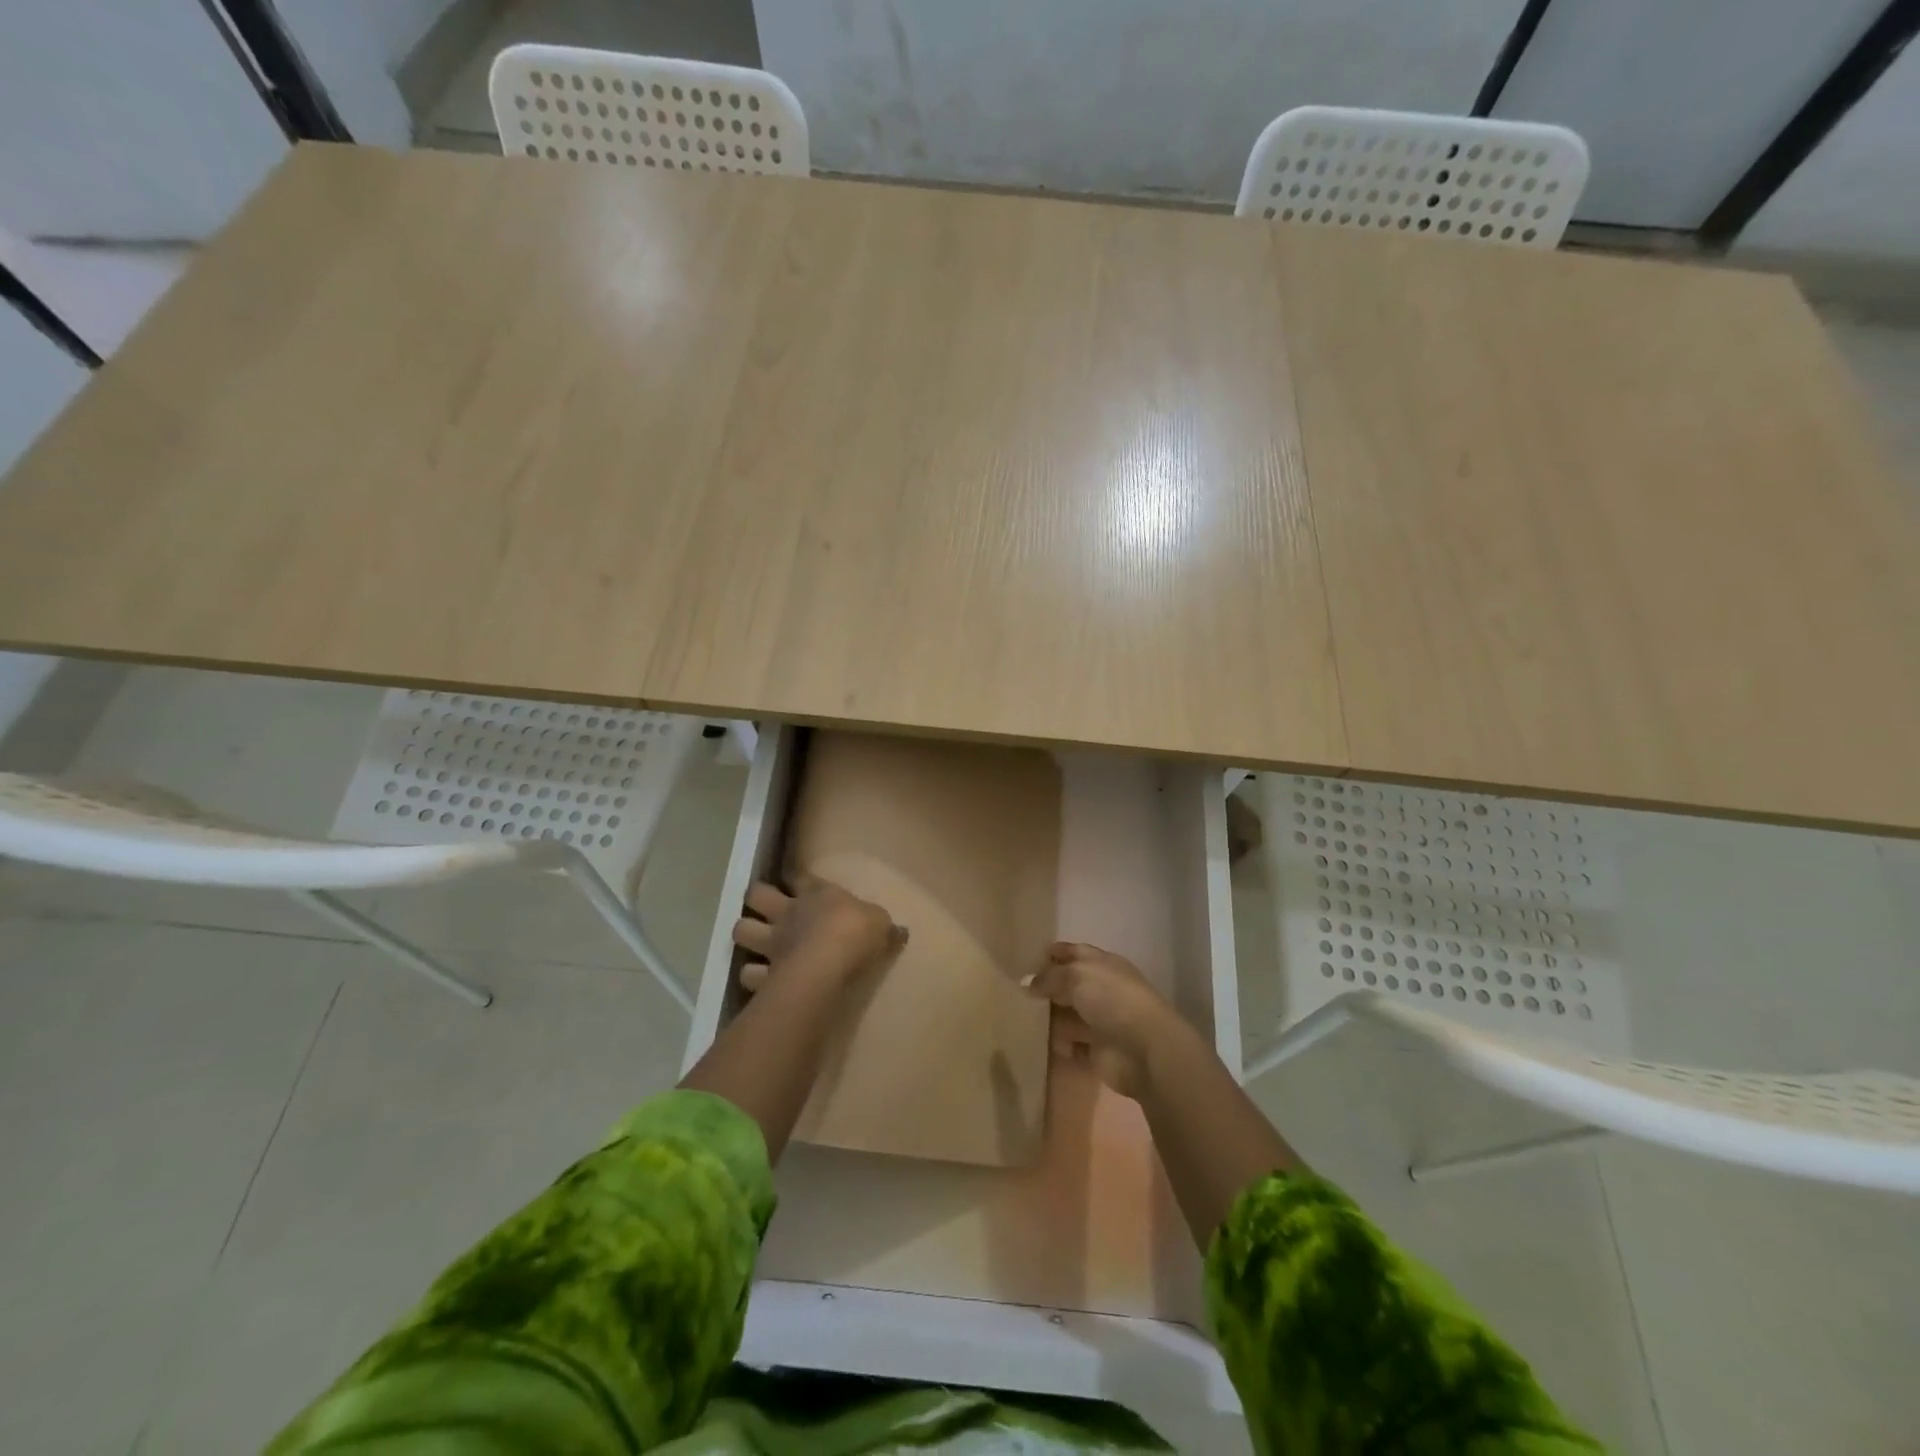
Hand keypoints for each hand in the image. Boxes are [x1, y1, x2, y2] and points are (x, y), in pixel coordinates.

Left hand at [732, 874, 905, 993]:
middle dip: (756, 898)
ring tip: (755, 942)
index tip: (795, 880)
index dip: (795, 877)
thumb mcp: (881, 925)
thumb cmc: (856, 933)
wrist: (828, 964)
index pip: (799, 876)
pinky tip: (760, 980)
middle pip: (756, 895)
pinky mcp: (765, 973)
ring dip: (746, 934)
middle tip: (764, 907)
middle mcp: (788, 913)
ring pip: (742, 930)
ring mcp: (772, 942)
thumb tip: (900, 931)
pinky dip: (752, 976)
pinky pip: (748, 974)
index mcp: (816, 894)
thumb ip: (885, 928)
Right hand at [1024, 942, 1184, 1098]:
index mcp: (1104, 965)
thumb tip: (1028, 982)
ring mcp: (1102, 1021)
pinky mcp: (1098, 1050)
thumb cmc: (1111, 1000)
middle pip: (1071, 985)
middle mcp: (1103, 990)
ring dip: (1051, 1018)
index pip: (1076, 952)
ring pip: (1070, 1015)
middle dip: (1048, 987)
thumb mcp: (1076, 976)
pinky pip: (1072, 1044)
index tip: (1030, 958)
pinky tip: (1041, 1043)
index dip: (1056, 953)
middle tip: (1018, 991)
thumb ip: (1049, 977)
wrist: (1143, 1049)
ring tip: (1023, 1018)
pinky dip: (1059, 1044)